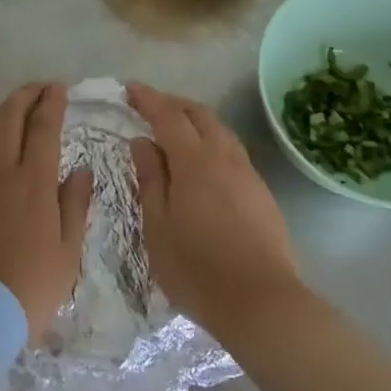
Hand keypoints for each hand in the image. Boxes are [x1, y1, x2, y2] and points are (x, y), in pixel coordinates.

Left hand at [0, 83, 93, 341]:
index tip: (58, 89)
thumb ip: (75, 206)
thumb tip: (82, 170)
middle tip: (38, 89)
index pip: (44, 127)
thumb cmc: (29, 289)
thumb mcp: (68, 254)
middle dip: (25, 94)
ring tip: (6, 114)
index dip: (52, 102)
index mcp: (34, 182)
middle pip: (9, 115)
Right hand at [127, 83, 302, 341]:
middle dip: (173, 103)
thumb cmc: (197, 269)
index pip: (168, 116)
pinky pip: (233, 151)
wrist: (262, 302)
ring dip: (196, 120)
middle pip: (200, 114)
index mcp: (194, 162)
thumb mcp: (158, 227)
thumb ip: (150, 179)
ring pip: (221, 131)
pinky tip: (203, 161)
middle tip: (150, 105)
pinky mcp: (261, 193)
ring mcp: (248, 174)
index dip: (148, 99)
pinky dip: (212, 141)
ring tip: (175, 129)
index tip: (129, 88)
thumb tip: (142, 142)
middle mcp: (224, 157)